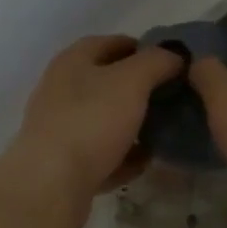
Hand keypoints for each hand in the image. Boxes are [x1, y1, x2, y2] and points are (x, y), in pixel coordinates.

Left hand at [0, 35, 182, 212]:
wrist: (52, 184)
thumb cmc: (91, 121)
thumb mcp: (132, 81)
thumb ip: (156, 62)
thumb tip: (174, 56)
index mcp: (73, 61)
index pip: (111, 43)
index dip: (143, 48)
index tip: (172, 63)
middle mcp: (61, 91)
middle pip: (107, 83)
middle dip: (140, 91)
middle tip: (171, 99)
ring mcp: (60, 129)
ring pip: (104, 121)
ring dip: (132, 126)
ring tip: (162, 133)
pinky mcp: (64, 164)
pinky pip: (101, 155)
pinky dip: (122, 157)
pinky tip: (143, 163)